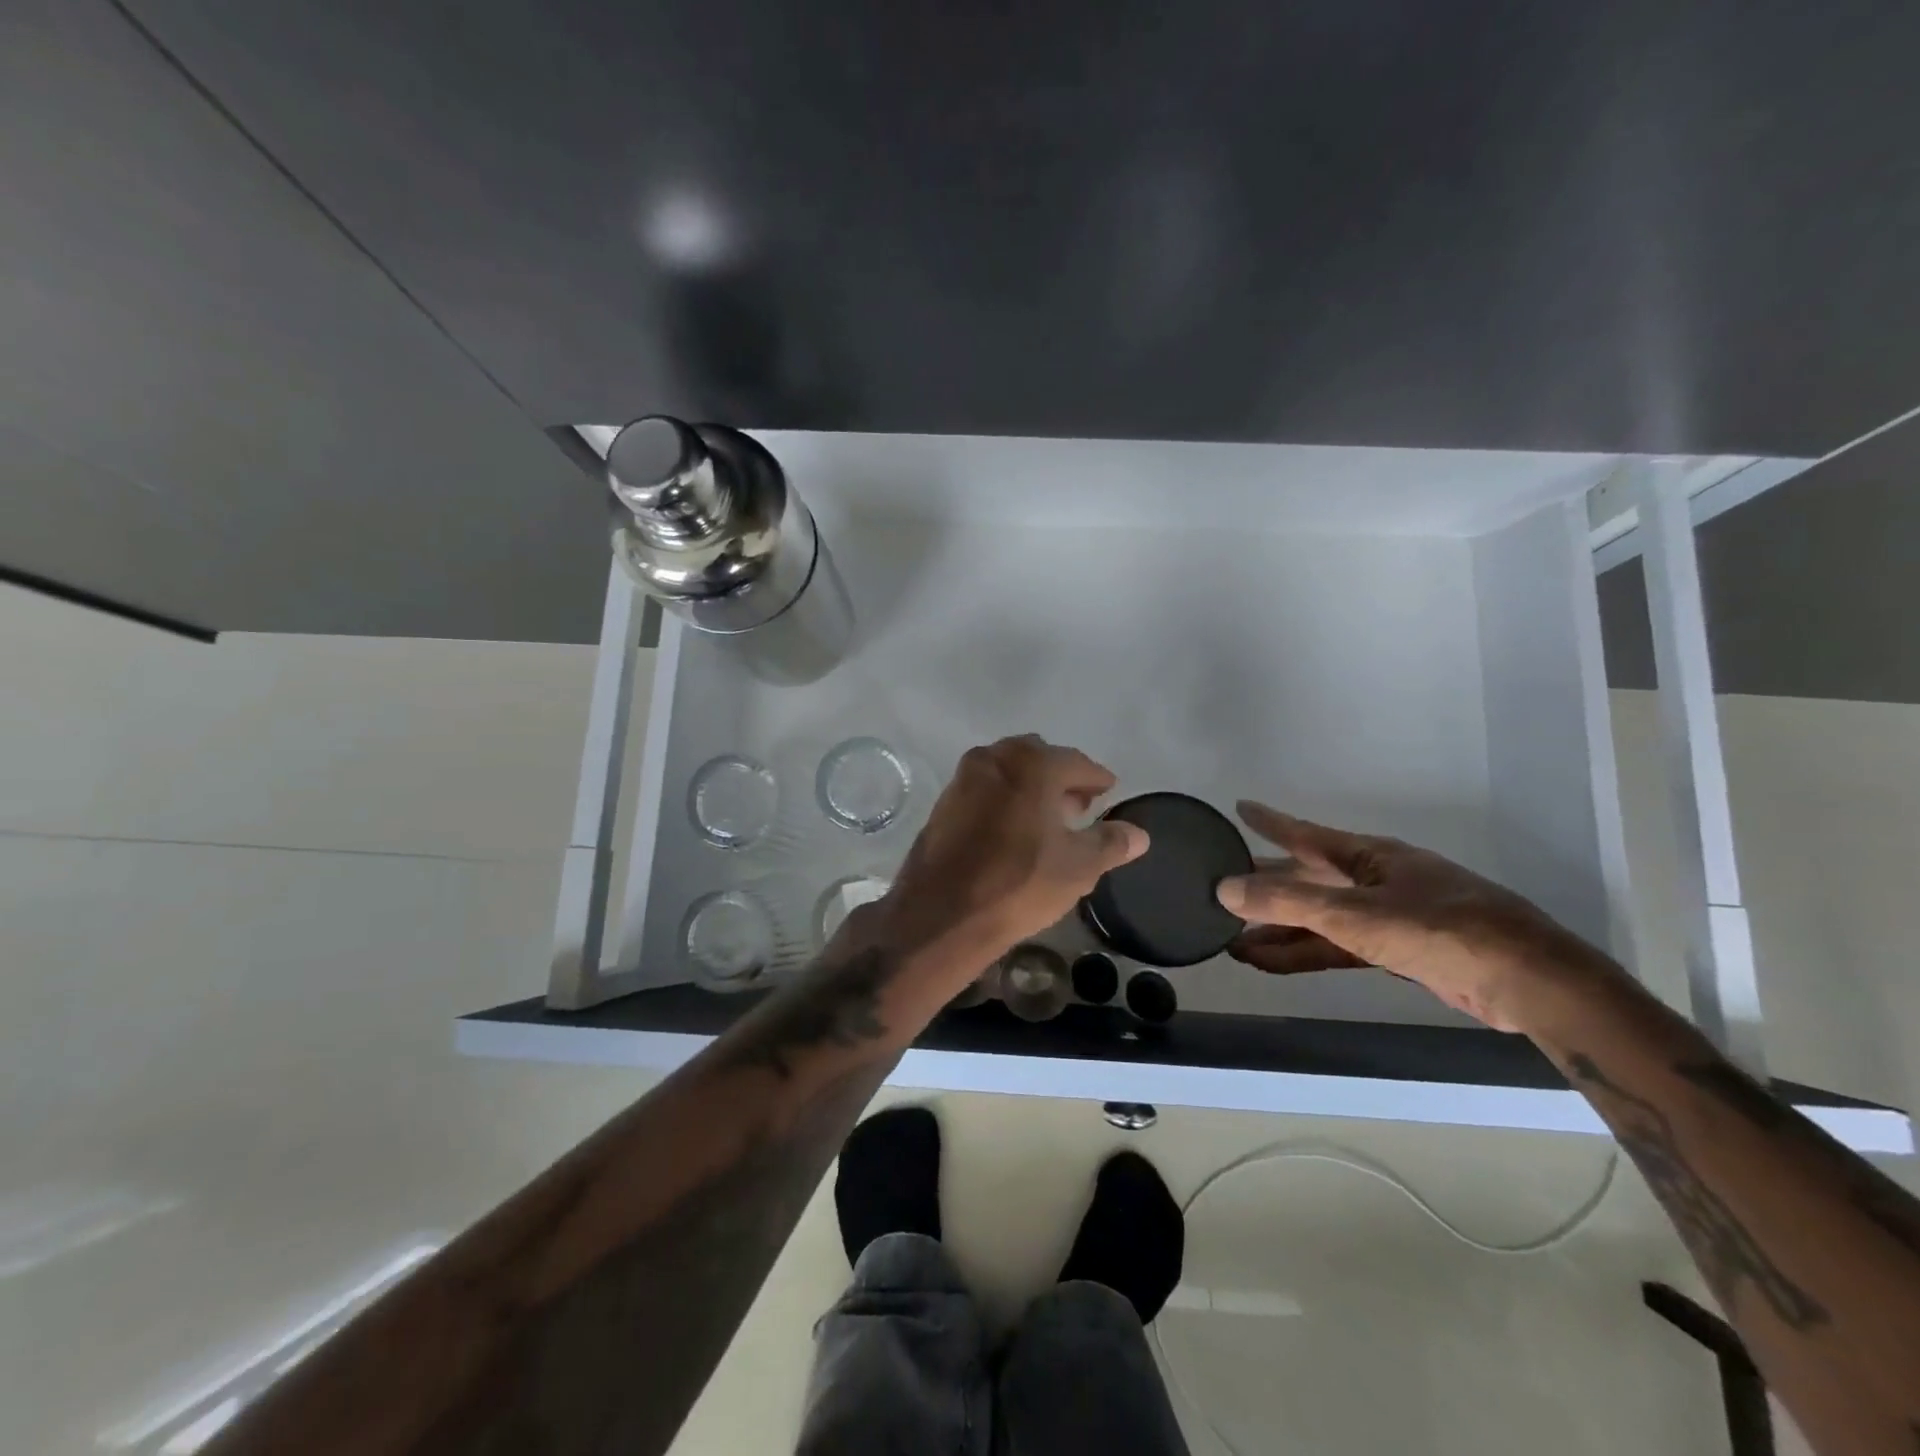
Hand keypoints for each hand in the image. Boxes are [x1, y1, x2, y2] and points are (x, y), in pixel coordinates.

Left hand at [874, 735, 1147, 976]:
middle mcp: (995, 758)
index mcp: (1032, 764)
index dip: (1096, 779)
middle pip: (1039, 758)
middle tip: (1079, 807)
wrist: (941, 914)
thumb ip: (1111, 843)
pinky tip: (1013, 830)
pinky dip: (1005, 799)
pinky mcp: (944, 803)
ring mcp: (964, 778)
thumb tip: (1139, 833)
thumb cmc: (1019, 884)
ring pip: (1008, 772)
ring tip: (1048, 820)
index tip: (1107, 791)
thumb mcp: (1078, 867)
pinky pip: (985, 790)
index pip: (1077, 762)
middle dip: (1061, 778)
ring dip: (1031, 787)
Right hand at [1215, 802, 1609, 1030]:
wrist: (1529, 983)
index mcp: (1369, 857)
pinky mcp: (1397, 952)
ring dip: (1277, 931)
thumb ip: (1287, 903)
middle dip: (1264, 888)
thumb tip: (1224, 887)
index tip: (1239, 807)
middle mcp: (1374, 880)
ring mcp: (1387, 917)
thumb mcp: (1355, 915)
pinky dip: (1302, 954)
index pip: (1305, 835)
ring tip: (1230, 940)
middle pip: (1307, 881)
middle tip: (1219, 888)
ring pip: (1318, 919)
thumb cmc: (1441, 931)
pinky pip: (1335, 948)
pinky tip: (1268, 962)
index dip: (1270, 822)